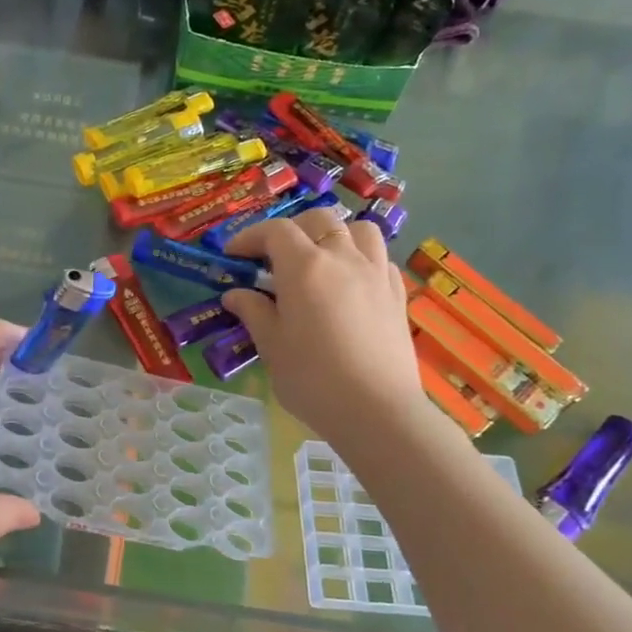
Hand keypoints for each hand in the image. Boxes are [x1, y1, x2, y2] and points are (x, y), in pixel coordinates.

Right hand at [222, 209, 423, 440]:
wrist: (377, 411)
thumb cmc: (313, 380)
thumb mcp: (272, 346)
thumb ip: (254, 312)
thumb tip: (236, 294)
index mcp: (304, 267)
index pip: (274, 231)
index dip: (250, 237)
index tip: (233, 254)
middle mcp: (343, 258)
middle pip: (318, 220)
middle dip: (291, 230)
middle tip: (273, 257)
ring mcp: (376, 273)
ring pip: (358, 229)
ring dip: (334, 235)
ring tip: (319, 260)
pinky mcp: (397, 293)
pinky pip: (379, 257)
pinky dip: (361, 258)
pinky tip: (350, 283)